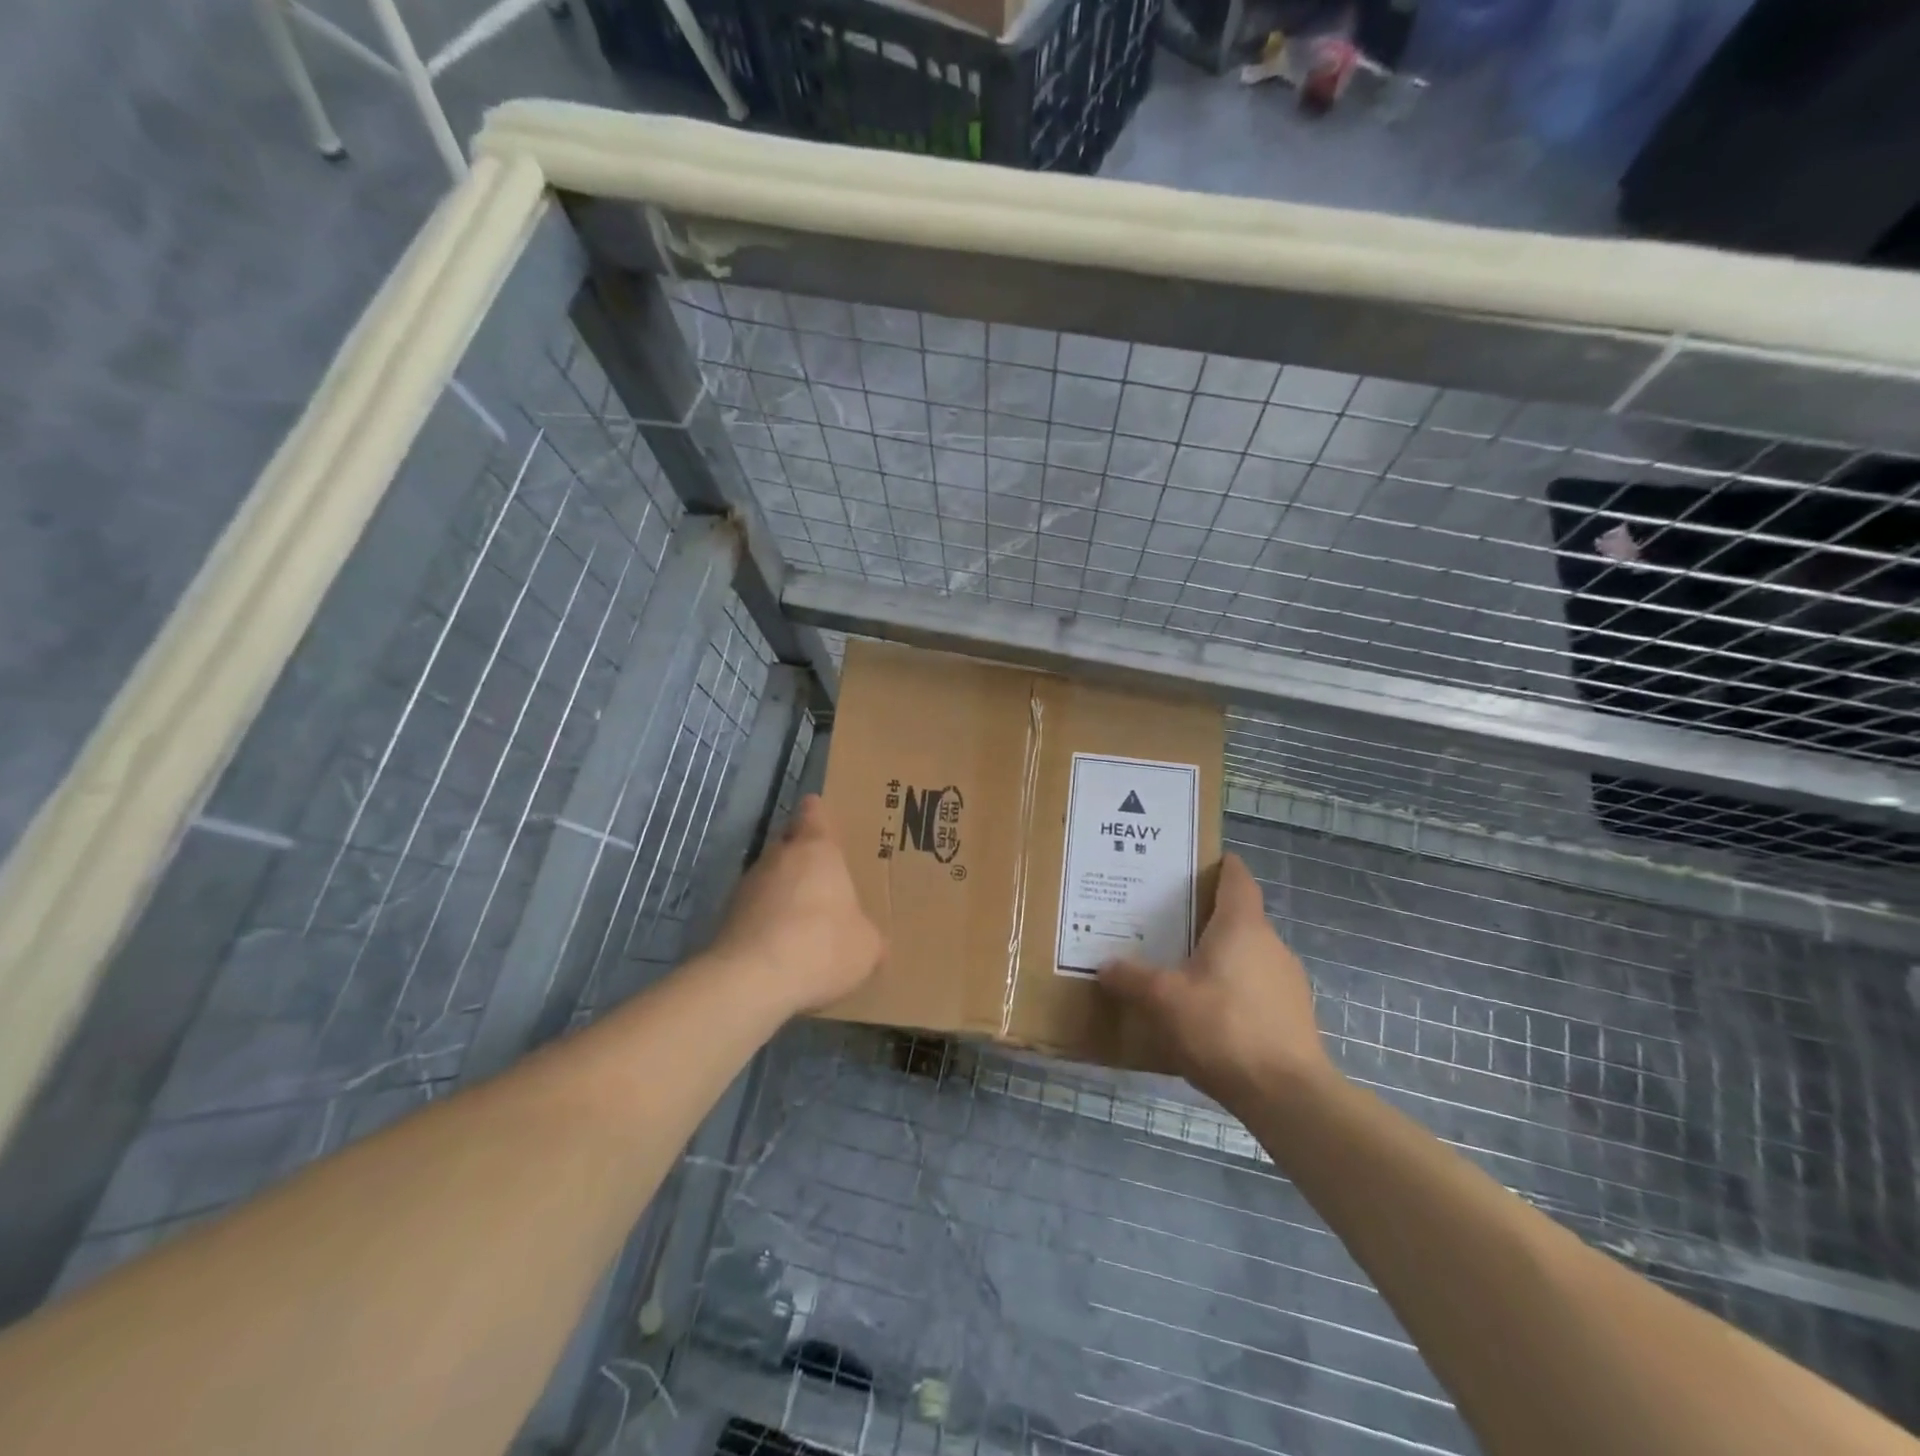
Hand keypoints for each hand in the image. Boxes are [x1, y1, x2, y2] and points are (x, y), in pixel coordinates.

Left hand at [704, 795, 883, 1017]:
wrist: (752, 980)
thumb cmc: (822, 945)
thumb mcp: (866, 947)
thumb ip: (869, 936)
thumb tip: (874, 944)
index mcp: (817, 849)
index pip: (814, 812)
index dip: (819, 814)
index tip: (825, 820)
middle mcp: (779, 856)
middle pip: (790, 843)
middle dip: (804, 858)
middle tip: (825, 880)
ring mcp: (747, 885)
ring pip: (770, 877)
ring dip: (783, 892)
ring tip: (803, 921)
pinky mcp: (726, 916)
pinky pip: (754, 909)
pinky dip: (766, 921)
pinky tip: (781, 947)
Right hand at [1099, 853, 1334, 1109]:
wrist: (1288, 1096)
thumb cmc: (1223, 1028)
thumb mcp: (1163, 1000)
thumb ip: (1131, 979)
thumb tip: (1105, 967)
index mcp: (1242, 925)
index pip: (1237, 877)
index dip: (1218, 865)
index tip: (1193, 865)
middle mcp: (1271, 944)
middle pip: (1238, 916)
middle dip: (1205, 917)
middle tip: (1165, 923)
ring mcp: (1287, 981)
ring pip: (1247, 955)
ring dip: (1219, 957)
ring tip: (1181, 971)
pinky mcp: (1293, 1016)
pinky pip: (1256, 987)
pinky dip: (1233, 990)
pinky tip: (1207, 1015)